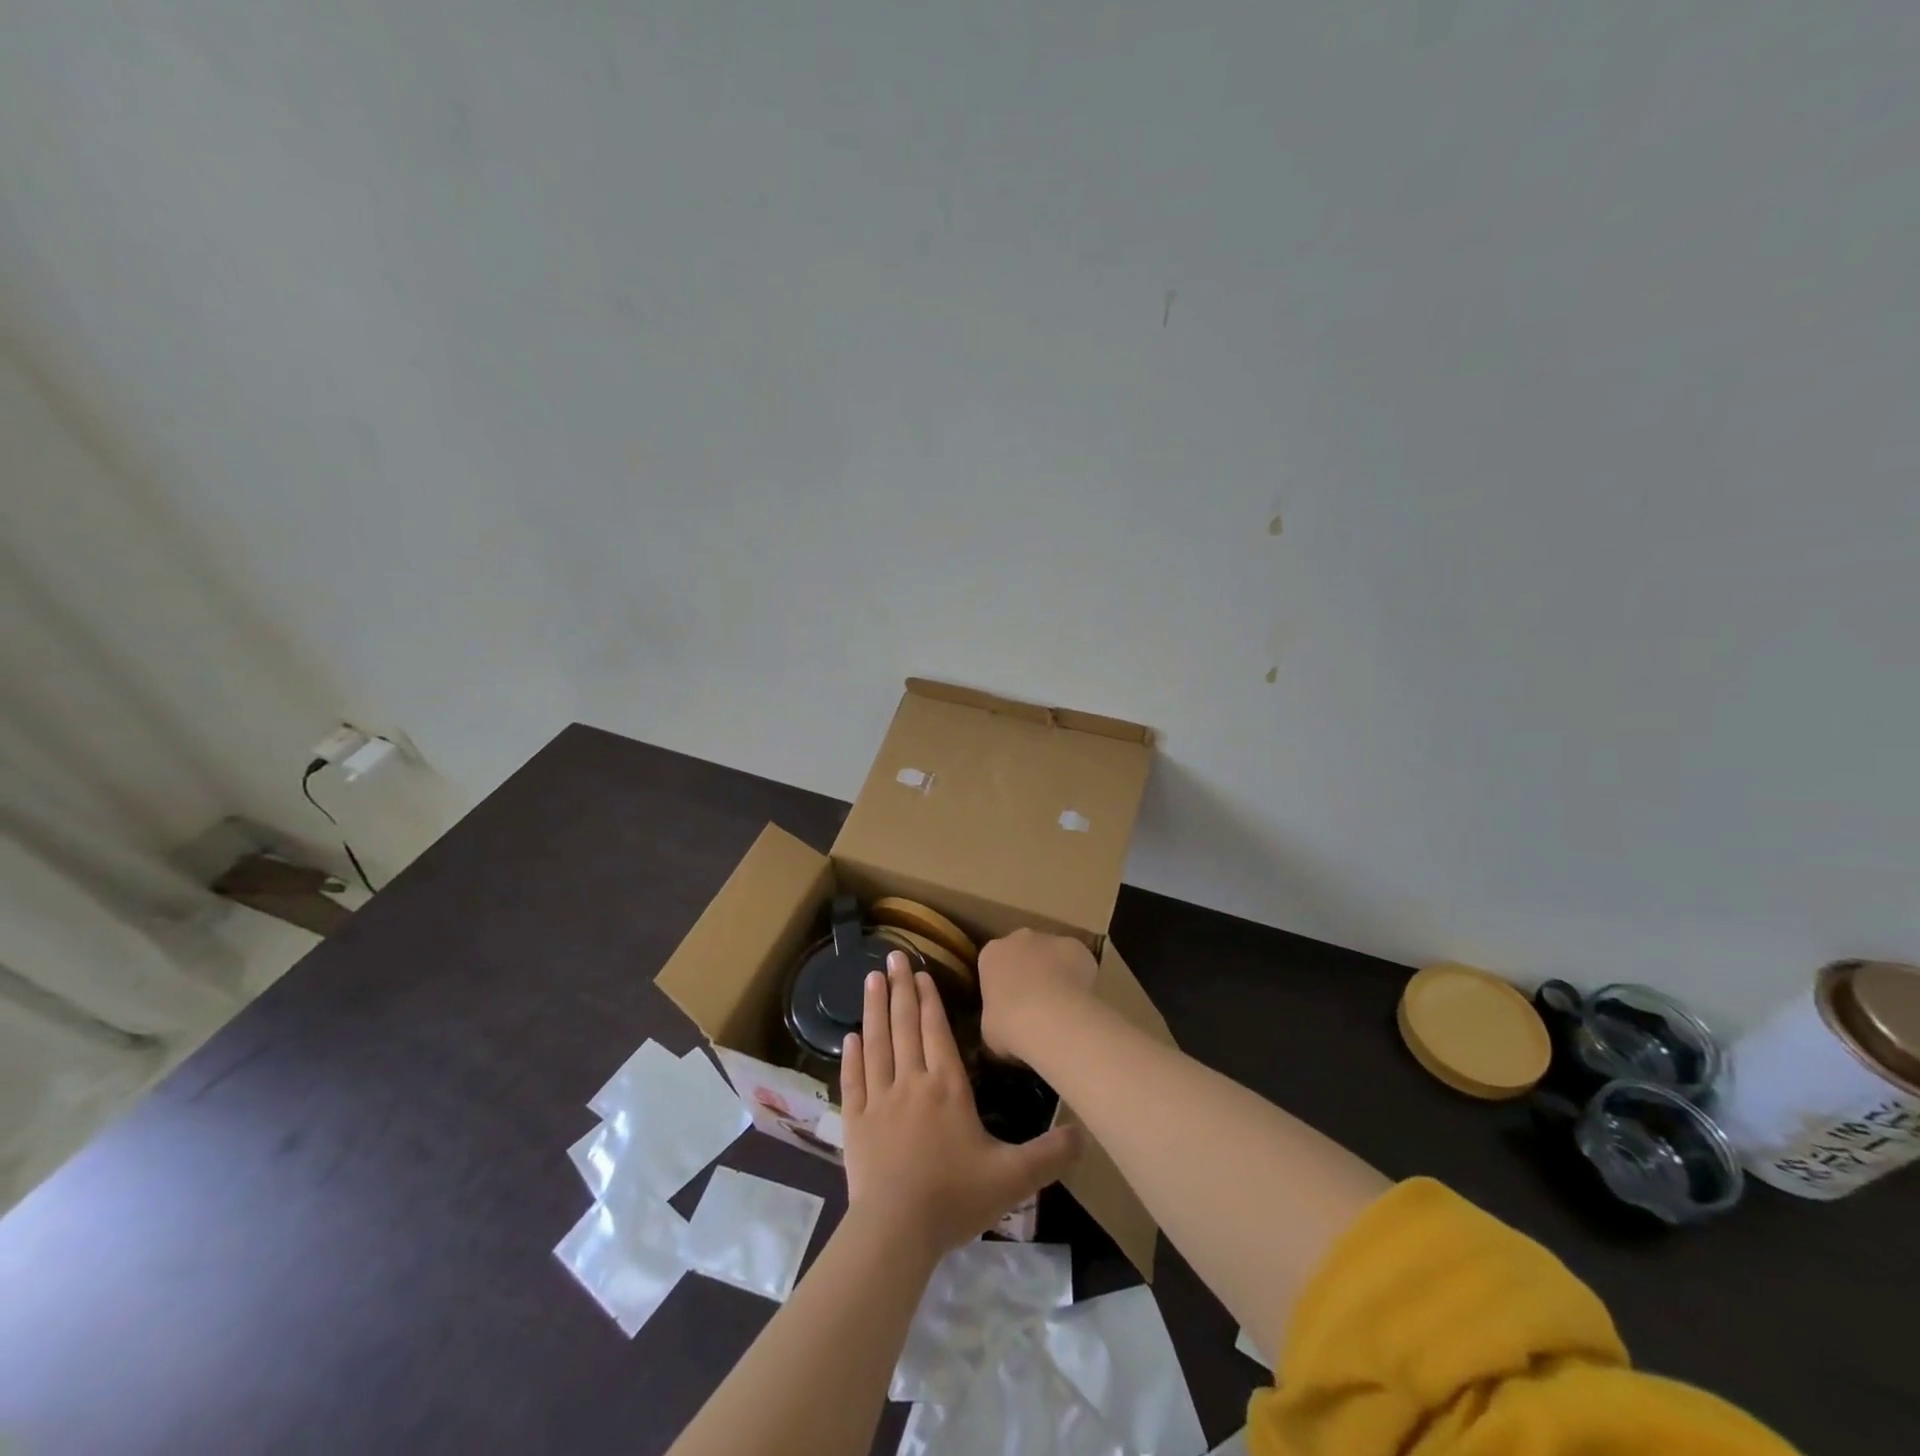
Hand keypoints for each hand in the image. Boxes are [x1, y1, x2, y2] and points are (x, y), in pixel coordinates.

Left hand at [840, 952, 1081, 1260]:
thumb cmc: (954, 1198)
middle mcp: (912, 1083)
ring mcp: (879, 1101)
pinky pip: (853, 1080)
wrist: (896, 1231)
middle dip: (901, 989)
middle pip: (905, 1026)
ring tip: (871, 978)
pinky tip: (850, 1036)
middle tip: (892, 956)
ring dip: (874, 1009)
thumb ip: (1049, 1154)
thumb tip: (1085, 1134)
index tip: (921, 971)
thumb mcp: (1012, 1178)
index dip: (930, 999)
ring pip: (877, 1044)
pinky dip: (852, 1056)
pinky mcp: (855, 1123)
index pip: (937, 1031)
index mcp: (947, 1087)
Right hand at [978, 929, 1099, 1061]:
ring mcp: (1049, 939)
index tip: (1009, 1004)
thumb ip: (995, 1018)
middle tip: (1036, 1003)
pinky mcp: (1076, 946)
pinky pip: (1077, 960)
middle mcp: (1018, 938)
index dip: (1003, 983)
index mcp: (991, 954)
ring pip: (1052, 953)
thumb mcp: (990, 1029)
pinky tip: (1081, 1000)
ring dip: (1055, 972)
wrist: (1050, 1018)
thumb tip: (1002, 1024)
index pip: (994, 963)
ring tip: (1062, 1005)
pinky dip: (1079, 975)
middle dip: (1029, 971)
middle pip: (1023, 951)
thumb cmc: (1010, 1025)